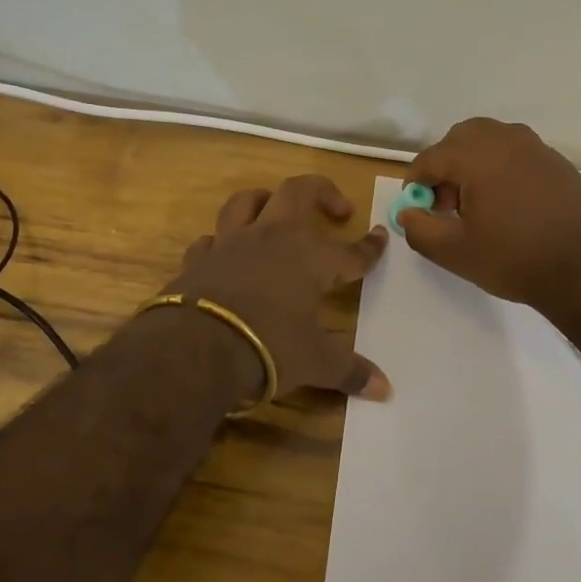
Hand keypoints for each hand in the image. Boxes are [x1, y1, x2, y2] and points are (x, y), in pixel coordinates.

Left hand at [170, 174, 391, 399]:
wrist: (194, 348)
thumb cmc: (268, 347)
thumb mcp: (315, 362)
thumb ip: (350, 370)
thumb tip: (386, 389)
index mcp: (310, 257)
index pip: (350, 250)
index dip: (370, 247)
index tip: (381, 237)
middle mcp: (272, 238)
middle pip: (298, 192)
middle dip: (322, 192)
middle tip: (338, 209)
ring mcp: (231, 244)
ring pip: (247, 202)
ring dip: (265, 200)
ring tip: (275, 209)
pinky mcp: (198, 259)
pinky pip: (210, 238)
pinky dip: (221, 241)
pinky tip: (225, 251)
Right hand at [398, 118, 580, 314]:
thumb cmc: (516, 258)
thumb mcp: (455, 252)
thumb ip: (420, 229)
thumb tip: (408, 213)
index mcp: (475, 154)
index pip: (430, 158)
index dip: (416, 185)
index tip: (419, 211)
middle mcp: (506, 139)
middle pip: (461, 139)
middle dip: (446, 167)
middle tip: (447, 205)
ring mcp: (537, 148)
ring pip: (492, 143)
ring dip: (475, 166)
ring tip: (479, 207)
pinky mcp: (560, 163)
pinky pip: (519, 156)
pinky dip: (504, 171)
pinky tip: (512, 209)